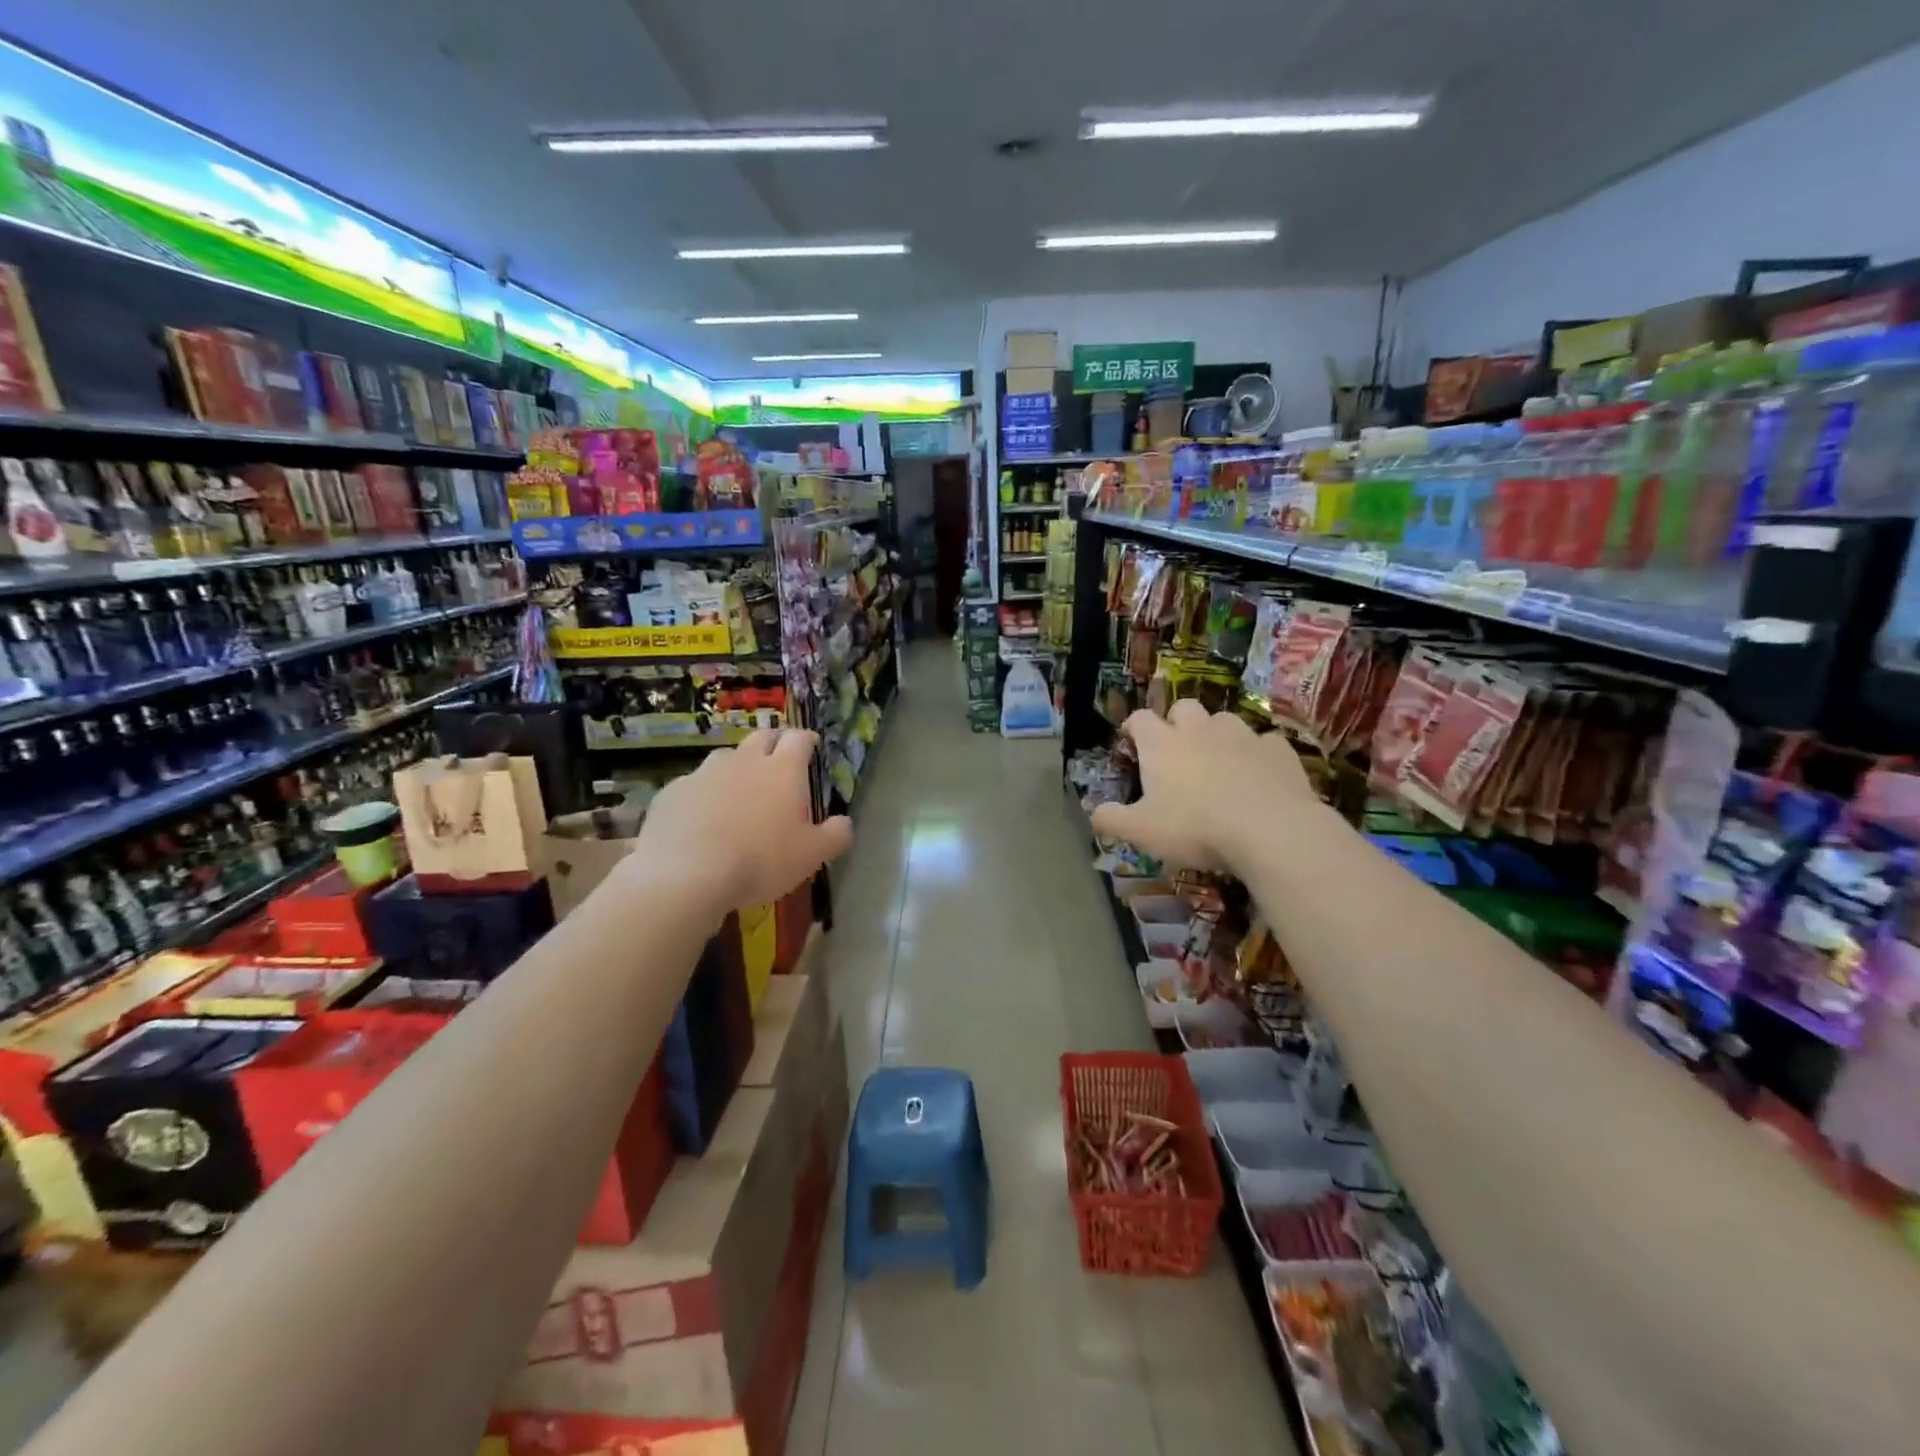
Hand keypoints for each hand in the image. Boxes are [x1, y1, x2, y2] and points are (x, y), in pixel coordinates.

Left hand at [633, 728, 852, 913]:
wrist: (687, 874)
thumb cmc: (761, 860)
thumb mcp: (812, 855)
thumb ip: (835, 835)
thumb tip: (845, 822)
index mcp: (782, 771)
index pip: (799, 739)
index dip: (808, 739)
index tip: (812, 744)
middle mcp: (744, 761)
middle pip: (762, 737)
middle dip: (774, 742)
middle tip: (779, 756)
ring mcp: (704, 773)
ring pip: (725, 757)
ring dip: (736, 765)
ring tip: (738, 787)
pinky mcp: (672, 792)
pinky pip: (692, 784)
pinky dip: (702, 792)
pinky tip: (701, 815)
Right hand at [1091, 702, 1313, 872]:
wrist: (1270, 829)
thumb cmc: (1195, 827)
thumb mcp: (1142, 832)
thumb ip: (1111, 820)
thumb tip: (1093, 813)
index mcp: (1162, 744)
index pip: (1139, 718)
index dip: (1133, 726)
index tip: (1131, 740)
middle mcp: (1199, 729)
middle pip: (1183, 707)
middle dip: (1177, 722)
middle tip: (1177, 750)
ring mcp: (1242, 735)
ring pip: (1224, 720)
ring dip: (1217, 735)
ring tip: (1219, 762)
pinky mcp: (1277, 749)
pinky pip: (1263, 742)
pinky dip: (1256, 754)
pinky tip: (1258, 776)